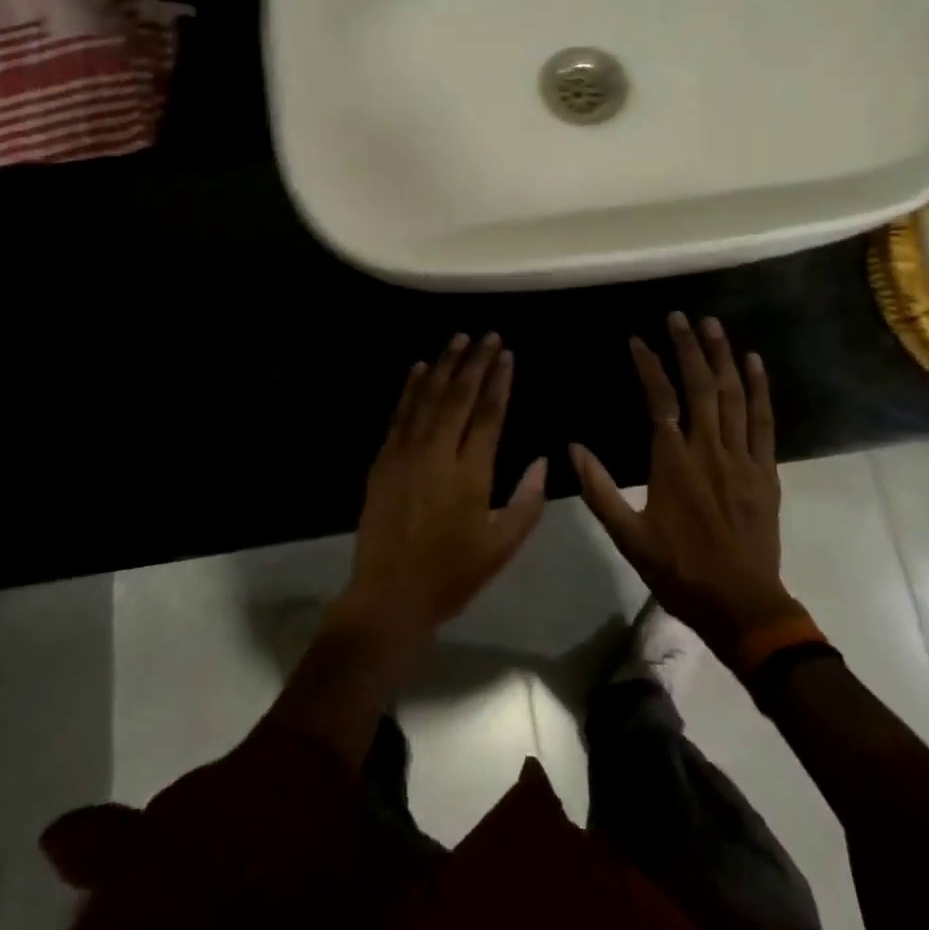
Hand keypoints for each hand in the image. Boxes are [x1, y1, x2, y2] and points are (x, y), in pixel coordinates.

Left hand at [336, 333, 547, 652]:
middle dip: (476, 362)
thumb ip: (527, 502)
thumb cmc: (452, 574)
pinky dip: (411, 387)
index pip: (489, 414)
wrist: (390, 594)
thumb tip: (544, 462)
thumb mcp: (501, 547)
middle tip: (488, 335)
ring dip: (445, 365)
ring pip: (429, 397)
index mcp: (472, 473)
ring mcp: (407, 453)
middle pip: (460, 396)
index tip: (507, 354)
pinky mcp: (384, 459)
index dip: (499, 381)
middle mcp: (439, 453)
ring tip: (459, 339)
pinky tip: (419, 367)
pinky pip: (400, 414)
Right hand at [572, 312, 807, 670]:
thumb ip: (599, 490)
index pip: (660, 399)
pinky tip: (753, 363)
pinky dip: (759, 389)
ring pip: (733, 396)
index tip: (638, 340)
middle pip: (700, 386)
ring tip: (713, 325)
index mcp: (673, 461)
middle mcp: (708, 449)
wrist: (742, 606)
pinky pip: (763, 421)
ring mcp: (741, 457)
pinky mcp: (765, 470)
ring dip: (722, 357)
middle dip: (688, 347)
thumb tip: (573, 448)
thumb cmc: (680, 570)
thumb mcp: (628, 537)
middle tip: (679, 316)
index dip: (649, 365)